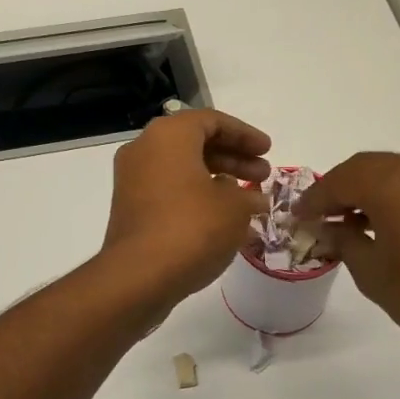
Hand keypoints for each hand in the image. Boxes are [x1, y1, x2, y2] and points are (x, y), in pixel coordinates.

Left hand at [101, 110, 271, 308]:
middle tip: (263, 174)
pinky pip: (170, 190)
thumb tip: (253, 199)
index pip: (212, 121)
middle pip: (196, 143)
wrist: (139, 277)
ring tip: (249, 199)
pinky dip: (198, 196)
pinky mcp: (131, 208)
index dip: (245, 135)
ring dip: (218, 178)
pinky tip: (223, 218)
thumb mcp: (234, 208)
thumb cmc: (192, 228)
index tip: (268, 151)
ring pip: (183, 168)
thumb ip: (248, 195)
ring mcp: (133, 180)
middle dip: (234, 157)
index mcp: (168, 136)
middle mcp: (145, 149)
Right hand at [297, 152, 399, 362]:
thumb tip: (329, 228)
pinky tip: (386, 221)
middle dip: (339, 188)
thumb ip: (344, 240)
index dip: (314, 199)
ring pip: (393, 171)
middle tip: (319, 215)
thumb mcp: (371, 272)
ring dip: (368, 189)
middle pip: (366, 167)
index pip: (340, 181)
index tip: (297, 216)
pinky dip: (395, 194)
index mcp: (391, 183)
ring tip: (350, 220)